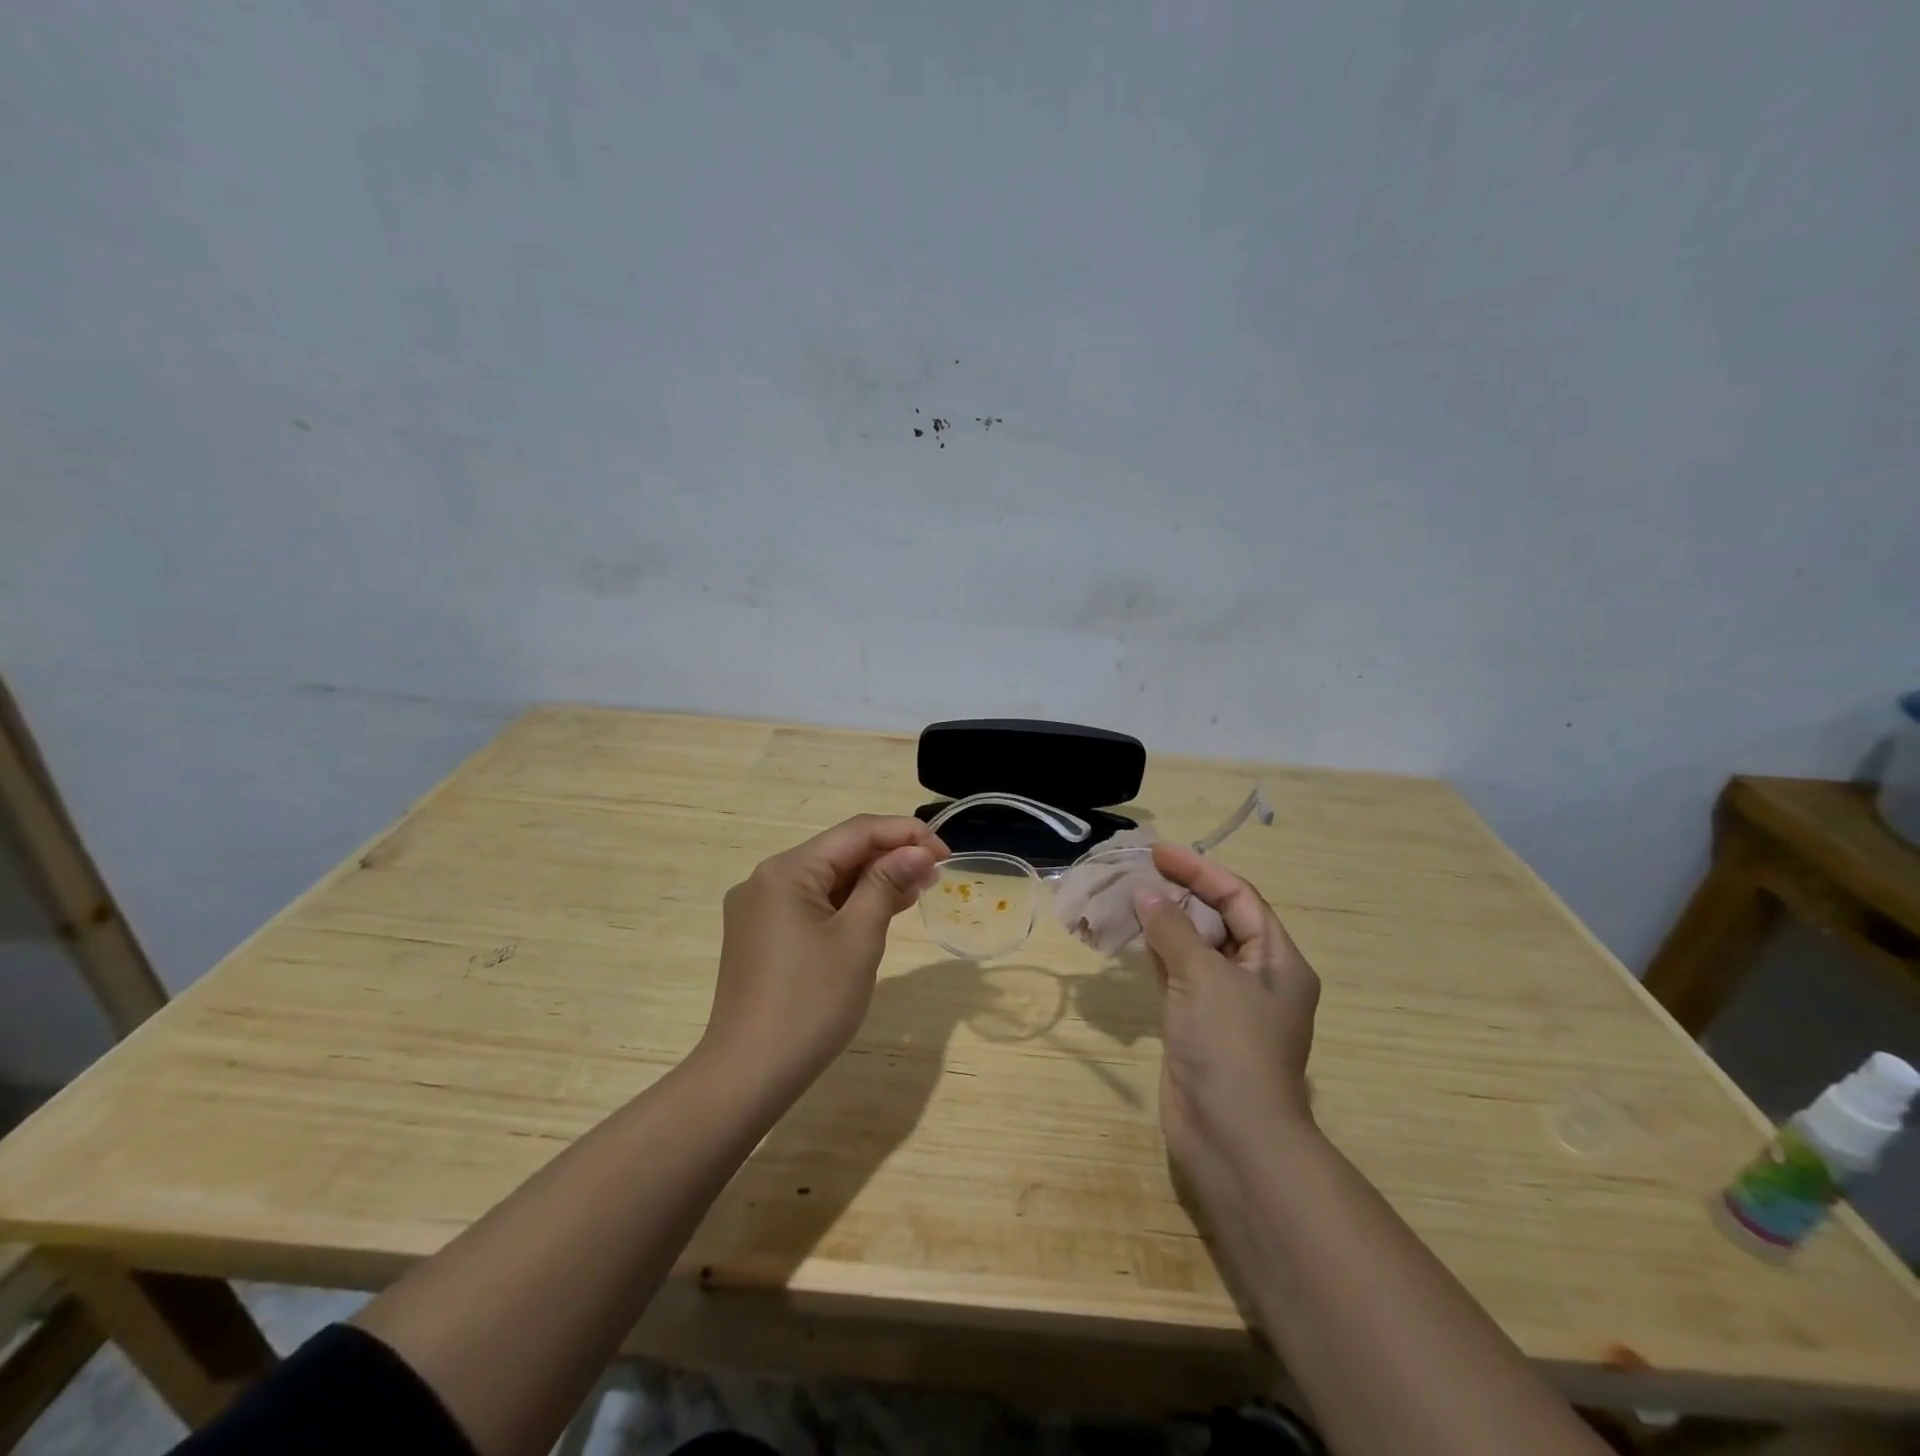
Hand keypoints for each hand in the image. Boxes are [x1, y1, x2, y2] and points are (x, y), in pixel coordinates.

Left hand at [701, 815, 947, 1103]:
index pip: (855, 831)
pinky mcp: (761, 936)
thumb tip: (917, 852)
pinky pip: (812, 905)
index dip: (905, 835)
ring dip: (871, 882)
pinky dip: (847, 905)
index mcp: (786, 870)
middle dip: (889, 858)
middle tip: (935, 875)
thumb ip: (887, 885)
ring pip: (826, 880)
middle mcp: (767, 879)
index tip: (945, 853)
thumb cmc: (810, 1003)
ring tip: (916, 891)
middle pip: (838, 853)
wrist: (748, 1075)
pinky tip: (878, 912)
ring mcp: (759, 909)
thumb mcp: (858, 939)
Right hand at [1133, 843, 1320, 1197]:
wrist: (1232, 1137)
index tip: (1159, 852)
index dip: (1200, 871)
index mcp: (1277, 961)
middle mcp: (1257, 977)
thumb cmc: (1230, 1045)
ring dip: (1165, 923)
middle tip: (1139, 872)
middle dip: (1181, 893)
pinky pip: (1177, 976)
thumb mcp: (1203, 976)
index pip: (1240, 898)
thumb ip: (1173, 929)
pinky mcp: (1198, 1024)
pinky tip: (1132, 938)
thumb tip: (1145, 893)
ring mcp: (1226, 1004)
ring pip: (1195, 948)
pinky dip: (1156, 954)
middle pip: (1219, 920)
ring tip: (1128, 896)